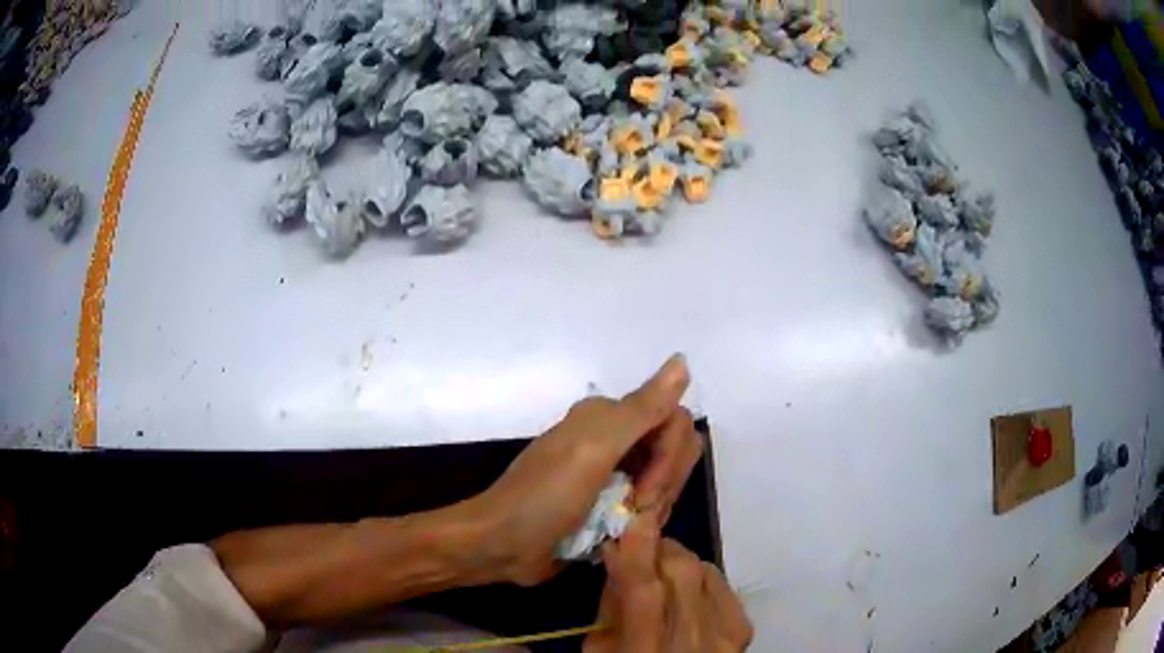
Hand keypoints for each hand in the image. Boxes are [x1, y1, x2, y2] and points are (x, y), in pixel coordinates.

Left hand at [471, 355, 703, 585]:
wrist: (502, 544)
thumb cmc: (544, 497)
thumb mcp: (593, 450)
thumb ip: (641, 409)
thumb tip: (682, 360)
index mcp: (609, 417)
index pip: (675, 422)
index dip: (671, 458)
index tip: (645, 492)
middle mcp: (615, 438)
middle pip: (673, 453)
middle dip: (663, 484)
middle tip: (634, 509)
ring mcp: (613, 474)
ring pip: (665, 483)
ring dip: (653, 507)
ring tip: (622, 526)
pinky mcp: (609, 504)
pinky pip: (649, 506)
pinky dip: (643, 521)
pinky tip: (621, 535)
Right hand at [584, 513, 752, 652]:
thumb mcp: (597, 649)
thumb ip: (610, 605)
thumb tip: (620, 555)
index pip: (645, 593)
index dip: (640, 552)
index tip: (634, 518)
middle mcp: (693, 645)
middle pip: (683, 573)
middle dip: (658, 548)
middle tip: (640, 546)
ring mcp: (725, 638)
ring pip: (704, 571)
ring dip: (678, 560)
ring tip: (661, 567)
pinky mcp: (742, 631)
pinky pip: (722, 582)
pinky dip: (701, 574)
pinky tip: (687, 584)